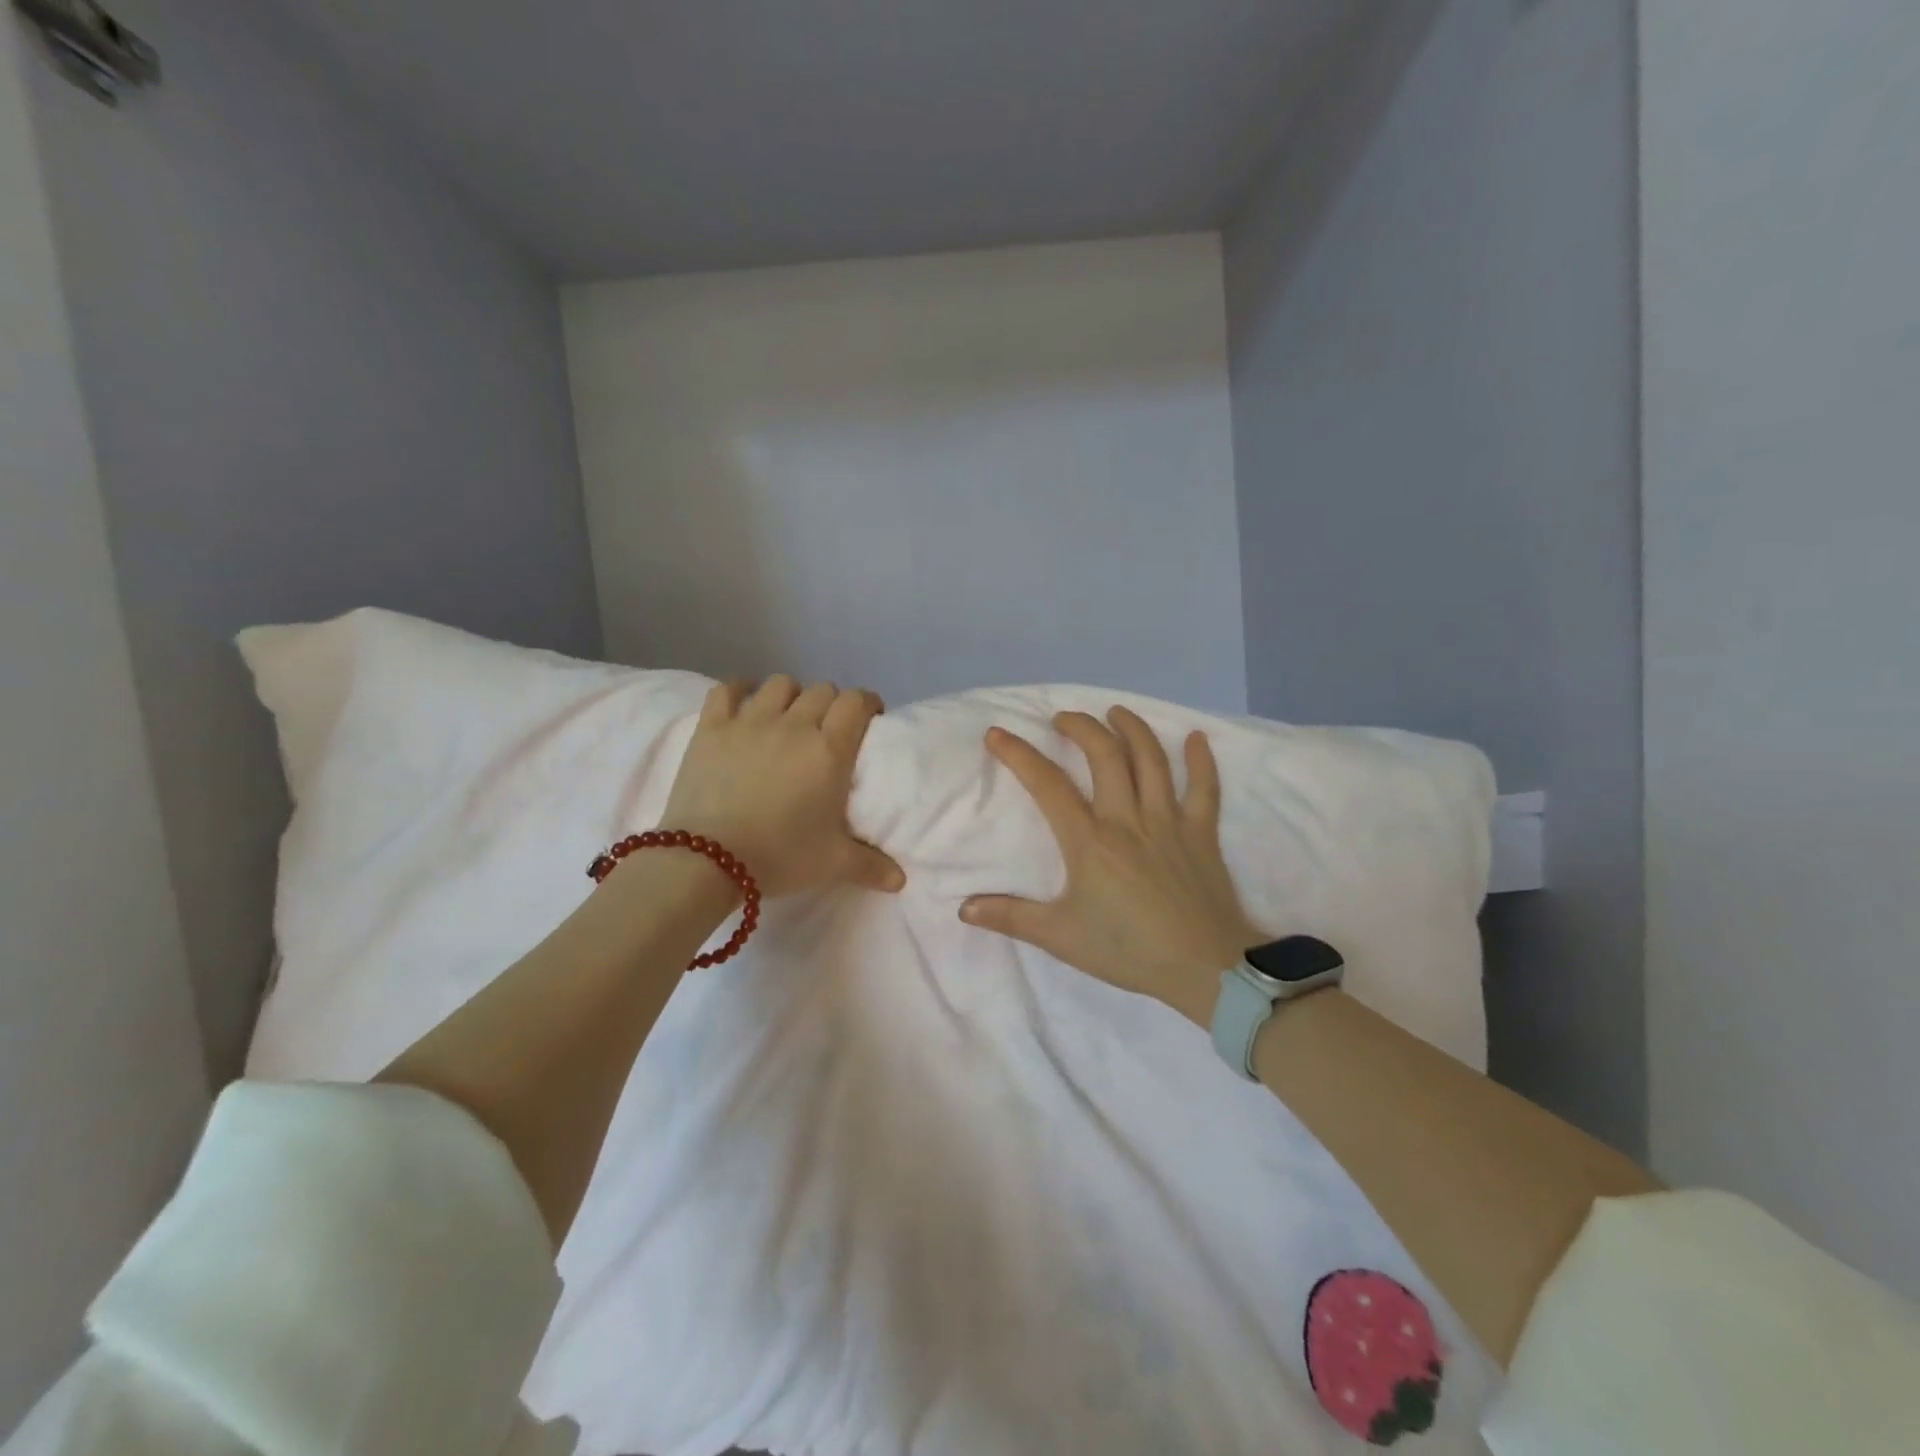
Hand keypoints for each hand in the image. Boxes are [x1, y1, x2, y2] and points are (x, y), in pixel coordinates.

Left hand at [659, 676, 905, 899]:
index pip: (856, 702)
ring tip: (788, 717)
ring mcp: (749, 721)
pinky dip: (739, 689)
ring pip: (780, 684)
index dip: (867, 704)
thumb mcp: (832, 864)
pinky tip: (743, 702)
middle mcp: (794, 725)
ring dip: (791, 695)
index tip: (868, 720)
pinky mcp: (712, 727)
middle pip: (822, 690)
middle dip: (831, 704)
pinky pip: (727, 689)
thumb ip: (871, 866)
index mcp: (829, 749)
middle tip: (828, 730)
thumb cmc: (779, 857)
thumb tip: (901, 881)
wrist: (706, 862)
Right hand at [959, 706, 1261, 1024]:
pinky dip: (1202, 760)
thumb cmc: (1129, 950)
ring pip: (1151, 760)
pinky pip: (1205, 788)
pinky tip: (1196, 738)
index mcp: (1090, 841)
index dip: (1019, 755)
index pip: (1047, 785)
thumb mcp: (1061, 937)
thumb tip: (964, 908)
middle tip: (1063, 718)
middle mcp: (1128, 819)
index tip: (997, 733)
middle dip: (1080, 728)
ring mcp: (1169, 821)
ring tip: (1116, 712)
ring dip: (1132, 729)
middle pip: (1104, 756)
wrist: (1205, 968)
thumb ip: (1012, 918)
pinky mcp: (1202, 833)